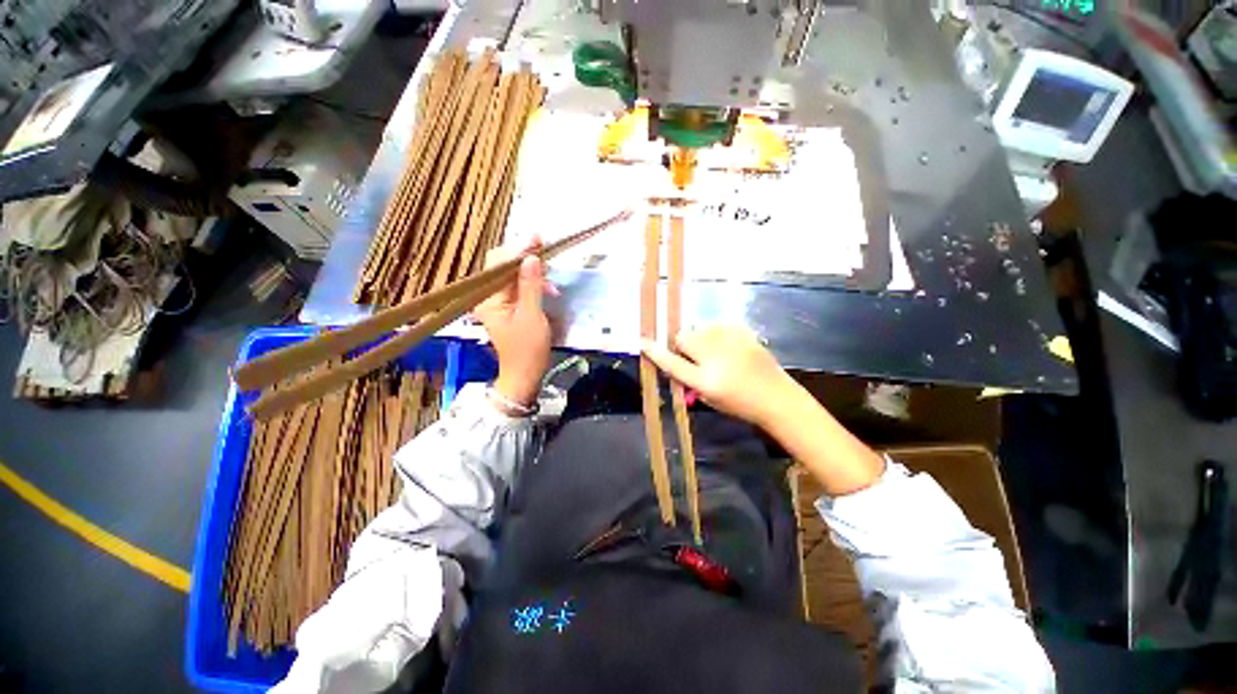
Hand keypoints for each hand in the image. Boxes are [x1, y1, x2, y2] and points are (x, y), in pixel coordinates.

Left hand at [473, 238, 552, 405]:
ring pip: (513, 275)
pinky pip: (519, 287)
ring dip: (533, 272)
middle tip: (547, 252)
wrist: (524, 375)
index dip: (518, 249)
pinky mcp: (508, 307)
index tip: (538, 239)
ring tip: (552, 279)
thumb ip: (531, 285)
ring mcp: (498, 302)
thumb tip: (532, 258)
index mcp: (488, 299)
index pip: (498, 263)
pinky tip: (549, 289)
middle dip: (526, 258)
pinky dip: (534, 284)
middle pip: (504, 266)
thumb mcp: (532, 315)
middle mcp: (488, 297)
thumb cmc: (527, 349)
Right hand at [641, 325, 796, 426]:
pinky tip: (726, 345)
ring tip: (713, 351)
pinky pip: (718, 325)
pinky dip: (716, 333)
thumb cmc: (740, 405)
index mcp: (706, 381)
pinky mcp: (744, 333)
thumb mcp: (709, 399)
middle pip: (684, 337)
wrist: (777, 398)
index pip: (673, 364)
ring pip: (699, 328)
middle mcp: (717, 359)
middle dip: (682, 344)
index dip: (656, 353)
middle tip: (693, 355)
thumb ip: (689, 380)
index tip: (643, 342)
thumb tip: (675, 363)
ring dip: (699, 337)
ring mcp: (732, 343)